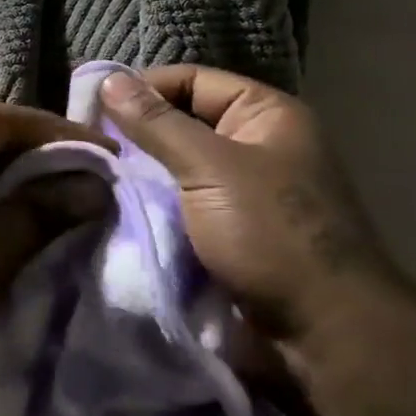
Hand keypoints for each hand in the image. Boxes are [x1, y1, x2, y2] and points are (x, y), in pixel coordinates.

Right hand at [98, 66, 401, 346]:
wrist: (324, 336)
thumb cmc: (270, 234)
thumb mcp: (210, 168)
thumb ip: (157, 123)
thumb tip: (108, 80)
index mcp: (266, 114)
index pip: (192, 79)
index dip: (144, 88)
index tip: (94, 108)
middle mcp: (257, 144)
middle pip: (184, 121)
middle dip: (139, 134)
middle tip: (91, 146)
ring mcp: (245, 190)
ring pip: (180, 166)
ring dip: (144, 173)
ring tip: (98, 176)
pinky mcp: (233, 231)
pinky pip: (185, 202)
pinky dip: (156, 204)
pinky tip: (121, 208)